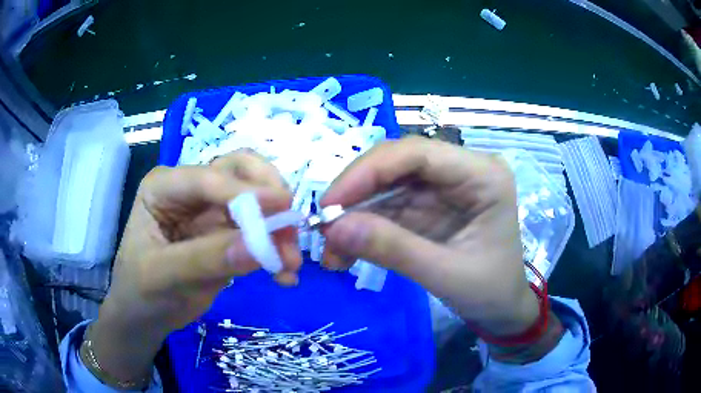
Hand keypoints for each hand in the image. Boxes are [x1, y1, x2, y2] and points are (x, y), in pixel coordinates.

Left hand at [89, 151, 300, 384]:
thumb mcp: (162, 276)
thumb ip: (205, 260)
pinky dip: (276, 249)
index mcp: (164, 187)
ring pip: (256, 203)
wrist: (145, 316)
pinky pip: (260, 234)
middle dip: (268, 196)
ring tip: (290, 262)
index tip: (283, 207)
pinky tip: (284, 275)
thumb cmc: (140, 291)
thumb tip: (258, 247)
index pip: (207, 179)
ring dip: (278, 227)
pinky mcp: (228, 236)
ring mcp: (211, 212)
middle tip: (290, 226)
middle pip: (239, 173)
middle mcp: (191, 191)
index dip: (245, 191)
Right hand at [321, 137, 538, 336]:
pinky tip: (345, 252)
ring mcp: (444, 187)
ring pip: (387, 185)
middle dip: (356, 194)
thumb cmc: (490, 291)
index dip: (368, 171)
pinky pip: (388, 207)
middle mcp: (462, 170)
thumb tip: (333, 228)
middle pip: (397, 163)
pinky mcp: (429, 205)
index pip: (418, 153)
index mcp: (482, 175)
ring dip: (355, 215)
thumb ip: (392, 249)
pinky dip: (364, 227)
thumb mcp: (445, 274)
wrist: (502, 309)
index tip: (331, 203)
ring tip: (331, 250)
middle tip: (324, 226)